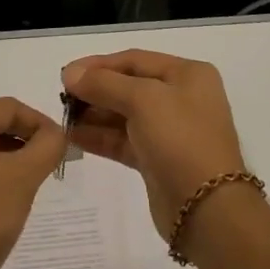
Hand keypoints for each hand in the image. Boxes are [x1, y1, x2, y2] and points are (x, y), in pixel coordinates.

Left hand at [0, 98, 64, 268]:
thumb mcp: (23, 178)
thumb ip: (48, 146)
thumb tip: (58, 133)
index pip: (10, 107)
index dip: (41, 123)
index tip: (63, 145)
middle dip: (26, 140)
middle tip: (52, 163)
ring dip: (11, 157)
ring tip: (33, 182)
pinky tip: (8, 198)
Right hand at [61, 51, 247, 242]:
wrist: (208, 209)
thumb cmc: (180, 139)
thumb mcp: (143, 100)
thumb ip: (104, 84)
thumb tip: (70, 74)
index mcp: (187, 74)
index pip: (135, 59)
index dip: (99, 64)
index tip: (66, 74)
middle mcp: (181, 97)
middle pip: (129, 85)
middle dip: (95, 90)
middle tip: (61, 98)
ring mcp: (170, 130)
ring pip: (124, 115)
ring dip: (93, 114)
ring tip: (63, 117)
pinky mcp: (157, 160)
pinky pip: (123, 140)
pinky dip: (100, 137)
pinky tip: (73, 136)